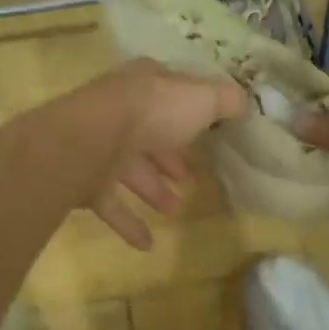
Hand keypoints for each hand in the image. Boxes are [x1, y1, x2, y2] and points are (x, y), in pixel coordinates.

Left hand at [67, 59, 247, 249]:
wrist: (91, 138)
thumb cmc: (153, 112)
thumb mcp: (202, 98)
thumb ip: (227, 100)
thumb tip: (245, 103)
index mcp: (146, 85)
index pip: (170, 95)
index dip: (190, 114)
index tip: (208, 136)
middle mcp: (120, 110)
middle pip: (149, 135)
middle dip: (170, 158)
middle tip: (191, 180)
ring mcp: (99, 145)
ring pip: (130, 169)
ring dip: (154, 190)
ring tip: (176, 210)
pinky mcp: (84, 179)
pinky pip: (110, 203)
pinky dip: (128, 223)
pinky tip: (148, 244)